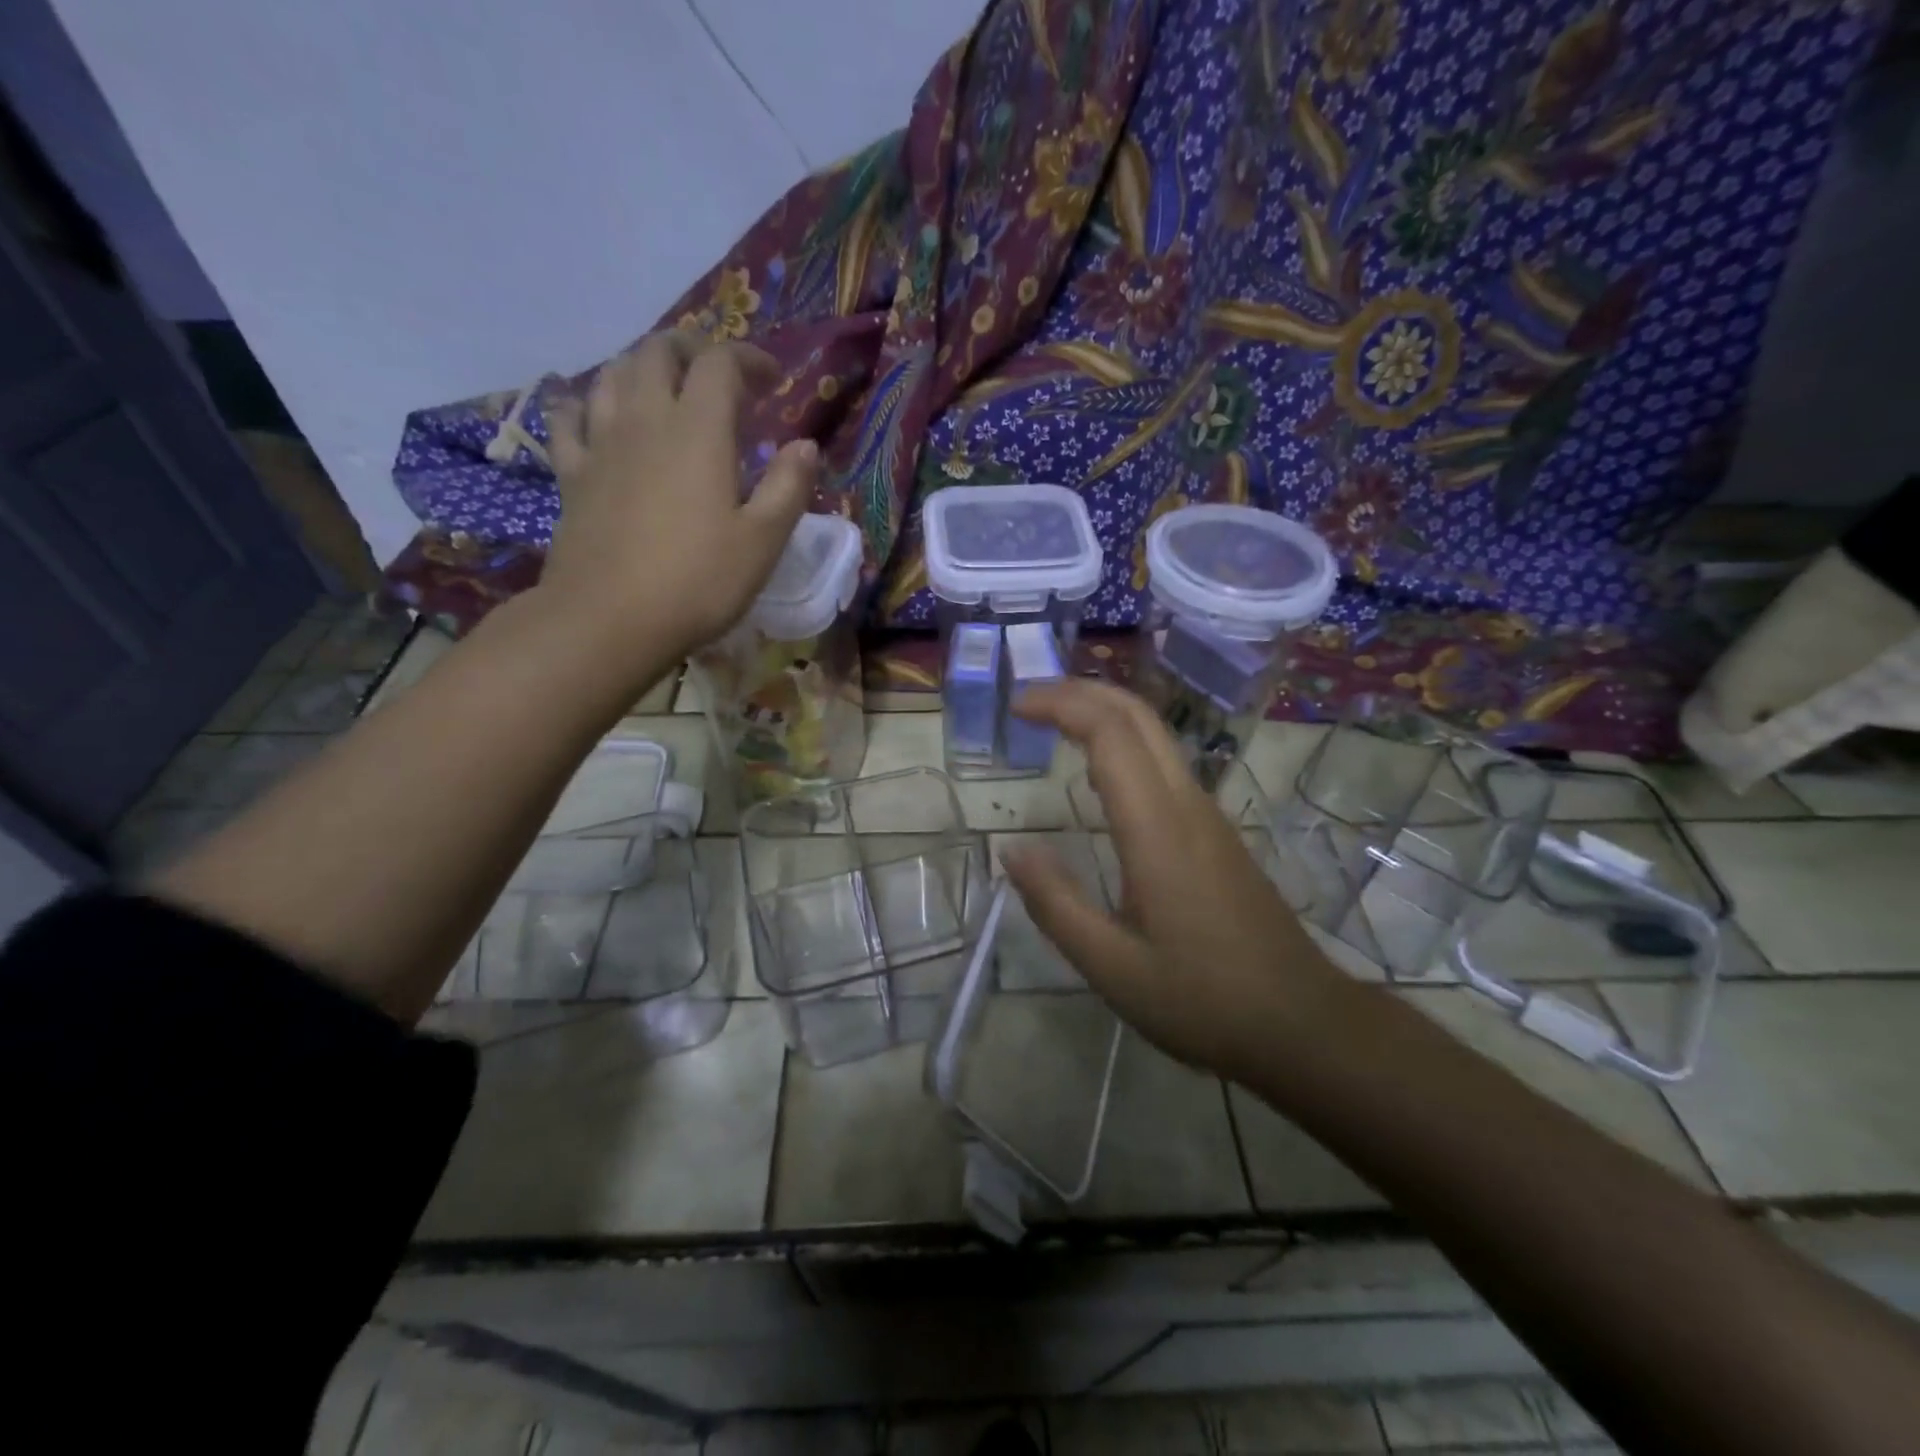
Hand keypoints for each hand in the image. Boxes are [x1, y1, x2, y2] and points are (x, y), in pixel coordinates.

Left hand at [542, 330, 818, 666]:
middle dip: (692, 349)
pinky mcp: (571, 474)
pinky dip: (586, 403)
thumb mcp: (762, 542)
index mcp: (699, 431)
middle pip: (659, 352)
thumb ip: (789, 487)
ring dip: (642, 367)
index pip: (721, 363)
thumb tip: (805, 445)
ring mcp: (600, 444)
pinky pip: (569, 418)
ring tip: (664, 387)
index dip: (749, 358)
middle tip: (717, 374)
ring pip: (613, 374)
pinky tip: (594, 412)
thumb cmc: (697, 582)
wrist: (608, 620)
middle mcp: (645, 420)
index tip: (772, 379)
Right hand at [1001, 680, 1349, 1084]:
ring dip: (1104, 713)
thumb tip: (1012, 852)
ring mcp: (1208, 816)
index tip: (1016, 708)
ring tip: (1054, 724)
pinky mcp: (1216, 833)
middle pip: (1138, 715)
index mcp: (1157, 830)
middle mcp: (1186, 805)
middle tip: (1029, 702)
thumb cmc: (1203, 1000)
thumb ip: (1057, 906)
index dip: (1061, 706)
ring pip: (1156, 735)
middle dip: (1081, 692)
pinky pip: (1165, 764)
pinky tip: (1099, 774)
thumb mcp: (1113, 968)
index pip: (1110, 734)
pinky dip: (1124, 743)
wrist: (1302, 1022)